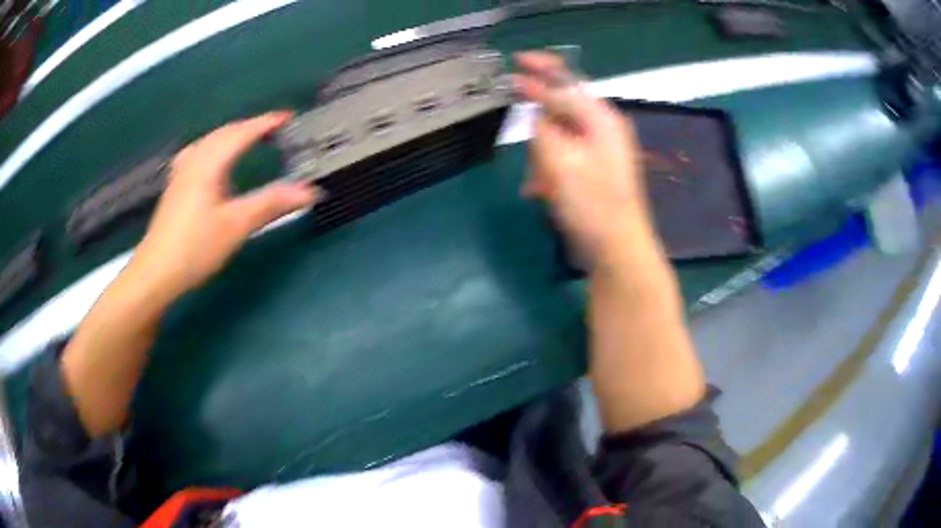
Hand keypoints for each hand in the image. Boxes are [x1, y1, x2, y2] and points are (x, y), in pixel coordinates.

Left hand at [131, 112, 318, 298]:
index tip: (287, 117)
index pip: (241, 133)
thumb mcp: (236, 226)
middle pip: (223, 133)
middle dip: (248, 126)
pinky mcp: (175, 188)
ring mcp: (181, 174)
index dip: (265, 123)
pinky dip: (212, 148)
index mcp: (209, 164)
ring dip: (229, 135)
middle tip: (271, 128)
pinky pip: (196, 154)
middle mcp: (194, 162)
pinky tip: (210, 159)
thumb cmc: (195, 247)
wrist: (156, 272)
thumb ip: (272, 204)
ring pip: (207, 142)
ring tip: (245, 138)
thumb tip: (310, 191)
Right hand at [513, 52, 654, 267]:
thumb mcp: (559, 162)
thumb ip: (543, 128)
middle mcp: (603, 129)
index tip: (514, 61)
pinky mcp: (594, 171)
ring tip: (538, 185)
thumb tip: (537, 113)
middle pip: (560, 110)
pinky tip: (541, 192)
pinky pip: (563, 158)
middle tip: (531, 157)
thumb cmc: (591, 205)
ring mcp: (600, 151)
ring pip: (558, 137)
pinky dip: (549, 171)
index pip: (567, 81)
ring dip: (542, 158)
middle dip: (539, 132)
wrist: (617, 251)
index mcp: (601, 118)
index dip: (540, 68)